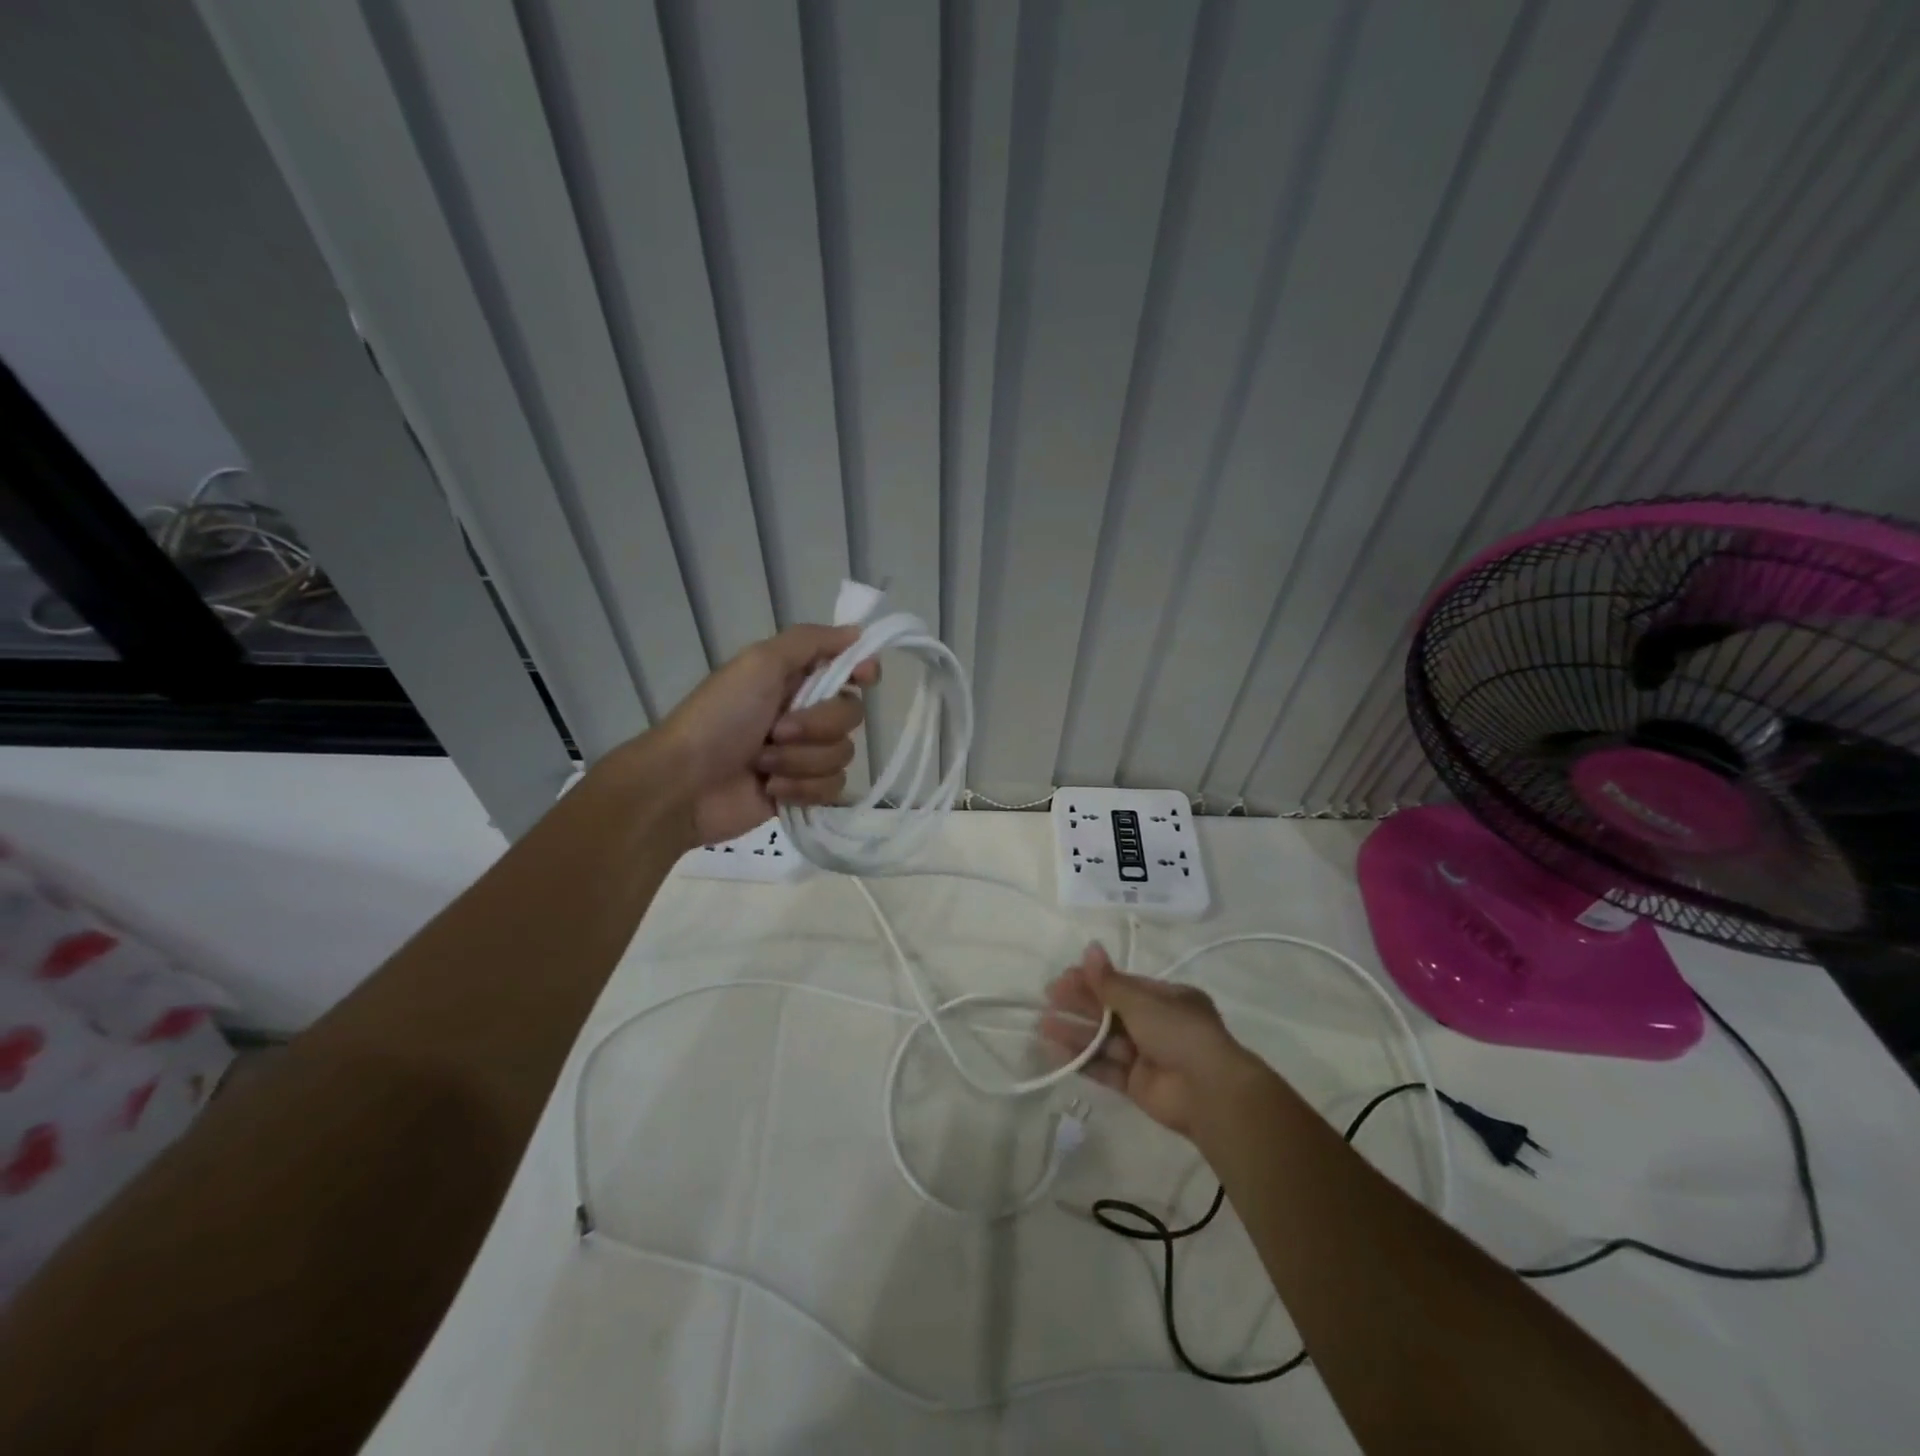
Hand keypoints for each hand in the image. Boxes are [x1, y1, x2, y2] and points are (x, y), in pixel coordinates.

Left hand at [651, 624, 878, 845]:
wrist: (684, 784)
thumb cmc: (719, 717)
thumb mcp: (759, 663)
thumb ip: (810, 641)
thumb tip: (858, 632)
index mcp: (795, 678)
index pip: (849, 668)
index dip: (861, 672)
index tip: (862, 678)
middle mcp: (805, 713)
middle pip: (851, 714)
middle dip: (817, 726)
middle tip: (777, 730)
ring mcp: (804, 754)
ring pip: (842, 754)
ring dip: (801, 760)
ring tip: (763, 763)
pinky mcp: (802, 791)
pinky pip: (832, 787)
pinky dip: (801, 788)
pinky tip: (771, 789)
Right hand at [1040, 943, 1270, 1140]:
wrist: (1209, 1092)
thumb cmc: (1179, 1033)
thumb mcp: (1143, 1001)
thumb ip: (1110, 982)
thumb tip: (1089, 948)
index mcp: (1167, 999)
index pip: (1124, 985)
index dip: (1094, 981)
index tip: (1064, 977)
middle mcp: (1158, 1025)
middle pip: (1111, 1012)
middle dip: (1080, 1005)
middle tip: (1048, 998)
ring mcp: (1147, 1056)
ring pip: (1105, 1040)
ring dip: (1076, 1032)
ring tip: (1043, 1025)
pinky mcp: (1137, 1086)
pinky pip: (1106, 1068)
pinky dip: (1083, 1060)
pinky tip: (1056, 1052)